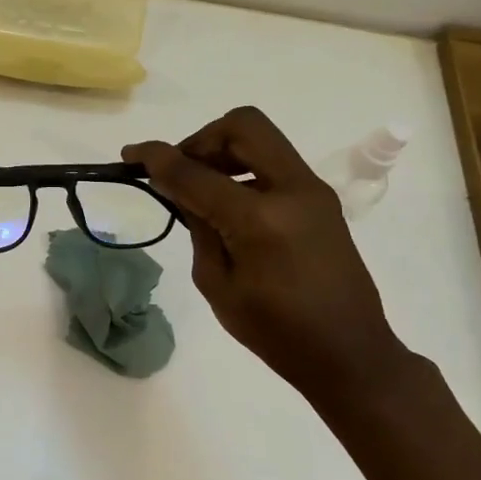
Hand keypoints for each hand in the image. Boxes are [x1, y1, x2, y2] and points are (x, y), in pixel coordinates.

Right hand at [124, 107, 410, 398]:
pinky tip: (228, 205)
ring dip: (224, 151)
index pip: (196, 172)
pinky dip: (243, 168)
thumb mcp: (217, 284)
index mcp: (261, 219)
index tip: (131, 154)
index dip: (158, 158)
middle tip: (180, 171)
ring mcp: (312, 191)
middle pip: (242, 126)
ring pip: (261, 138)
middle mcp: (293, 190)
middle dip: (200, 139)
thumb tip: (180, 188)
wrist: (349, 353)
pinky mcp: (320, 199)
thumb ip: (198, 226)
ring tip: (202, 190)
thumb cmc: (276, 331)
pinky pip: (274, 162)